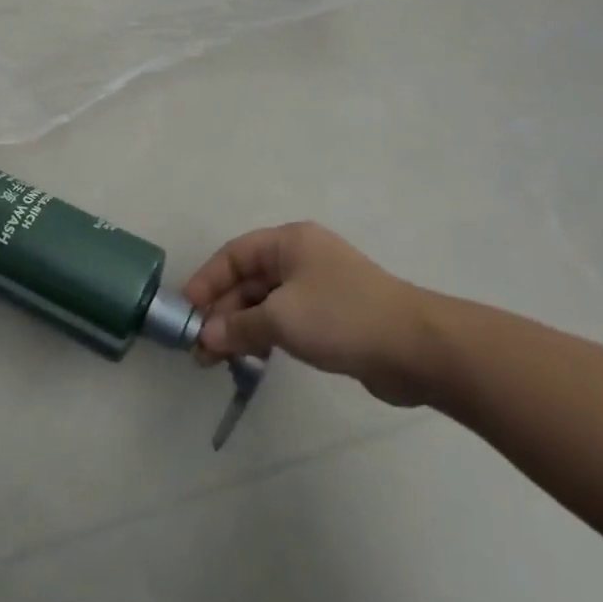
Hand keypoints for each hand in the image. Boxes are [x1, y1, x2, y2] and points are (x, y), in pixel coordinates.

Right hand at [182, 222, 446, 407]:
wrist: (416, 347)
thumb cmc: (342, 317)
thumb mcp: (282, 319)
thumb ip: (239, 327)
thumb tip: (206, 337)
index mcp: (289, 242)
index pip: (234, 254)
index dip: (207, 281)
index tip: (186, 312)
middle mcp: (301, 257)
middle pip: (249, 279)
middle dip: (223, 312)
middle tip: (199, 349)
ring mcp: (319, 286)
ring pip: (266, 302)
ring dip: (242, 327)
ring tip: (218, 359)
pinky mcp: (333, 315)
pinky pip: (287, 319)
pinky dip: (266, 334)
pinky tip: (253, 357)